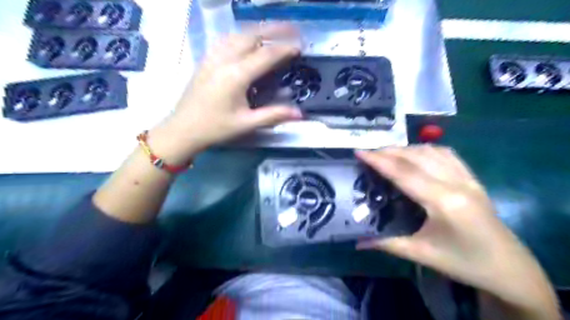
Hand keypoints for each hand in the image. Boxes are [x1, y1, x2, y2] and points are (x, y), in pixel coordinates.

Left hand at [159, 24, 302, 158]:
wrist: (183, 129)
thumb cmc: (216, 128)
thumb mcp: (246, 123)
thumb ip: (274, 115)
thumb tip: (300, 113)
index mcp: (236, 75)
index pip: (266, 54)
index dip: (285, 49)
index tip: (300, 48)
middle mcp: (224, 59)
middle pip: (252, 35)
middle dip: (275, 29)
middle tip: (293, 31)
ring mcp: (213, 56)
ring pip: (238, 33)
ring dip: (259, 30)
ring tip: (275, 33)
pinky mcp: (206, 59)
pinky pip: (227, 39)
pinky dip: (243, 35)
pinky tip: (248, 40)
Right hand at [355, 148, 556, 316]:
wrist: (509, 269)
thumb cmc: (464, 263)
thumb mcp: (422, 254)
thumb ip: (387, 243)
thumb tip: (357, 241)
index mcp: (444, 202)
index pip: (404, 173)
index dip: (379, 160)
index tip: (359, 152)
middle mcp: (457, 183)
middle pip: (416, 157)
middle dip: (388, 151)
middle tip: (368, 154)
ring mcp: (468, 178)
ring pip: (432, 151)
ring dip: (406, 149)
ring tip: (387, 154)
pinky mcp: (474, 179)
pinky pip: (447, 154)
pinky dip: (426, 149)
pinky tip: (415, 154)